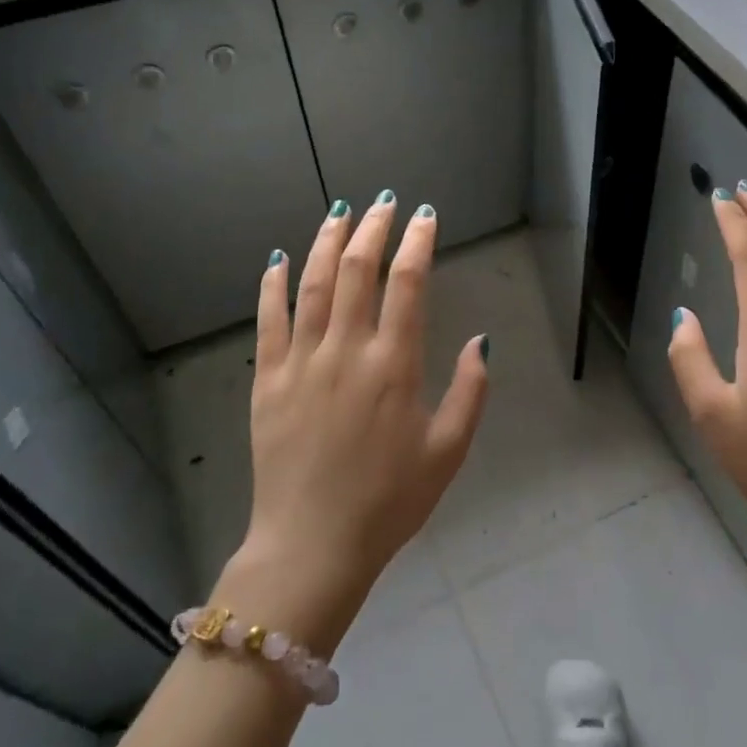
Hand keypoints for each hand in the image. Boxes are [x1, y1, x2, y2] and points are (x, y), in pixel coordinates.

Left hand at [234, 193, 488, 635]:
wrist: (312, 545)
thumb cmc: (390, 502)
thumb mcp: (448, 452)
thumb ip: (470, 392)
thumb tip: (479, 340)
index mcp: (395, 366)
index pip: (409, 284)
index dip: (418, 242)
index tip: (424, 216)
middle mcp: (347, 351)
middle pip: (359, 270)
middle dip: (374, 228)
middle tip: (383, 202)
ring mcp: (302, 362)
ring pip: (314, 284)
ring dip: (328, 242)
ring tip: (340, 212)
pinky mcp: (268, 380)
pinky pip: (269, 320)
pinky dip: (274, 284)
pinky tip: (279, 258)